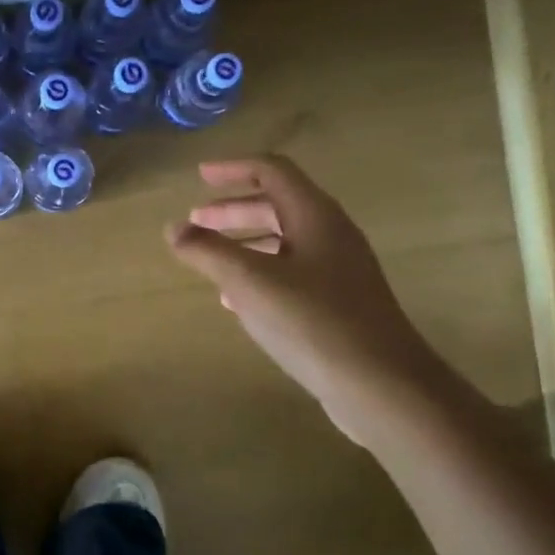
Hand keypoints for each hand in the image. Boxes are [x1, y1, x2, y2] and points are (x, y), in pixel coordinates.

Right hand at [165, 156, 444, 442]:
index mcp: (315, 216)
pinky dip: (260, 273)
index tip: (200, 176)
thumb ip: (208, 251)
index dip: (233, 169)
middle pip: (277, 206)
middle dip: (233, 209)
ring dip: (244, 243)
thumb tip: (173, 228)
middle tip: (196, 221)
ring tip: (210, 260)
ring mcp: (339, 271)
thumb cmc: (312, 322)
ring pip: (284, 242)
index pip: (272, 172)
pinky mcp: (339, 303)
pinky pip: (292, 273)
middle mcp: (331, 235)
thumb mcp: (249, 282)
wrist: (381, 385)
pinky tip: (238, 300)